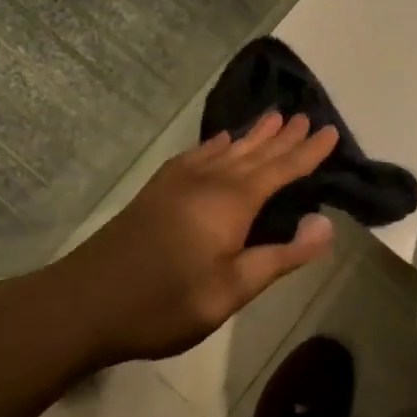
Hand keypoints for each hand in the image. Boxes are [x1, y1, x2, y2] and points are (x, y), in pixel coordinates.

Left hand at [52, 113, 339, 365]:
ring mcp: (181, 180)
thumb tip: (325, 223)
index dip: (308, 152)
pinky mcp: (160, 188)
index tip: (331, 131)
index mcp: (233, 201)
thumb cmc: (165, 301)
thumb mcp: (232, 290)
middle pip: (256, 152)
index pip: (282, 169)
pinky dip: (218, 145)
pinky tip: (222, 141)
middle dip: (284, 136)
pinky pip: (200, 154)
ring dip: (254, 134)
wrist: (85, 301)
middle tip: (307, 115)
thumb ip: (280, 256)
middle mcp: (211, 179)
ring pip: (229, 149)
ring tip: (274, 116)